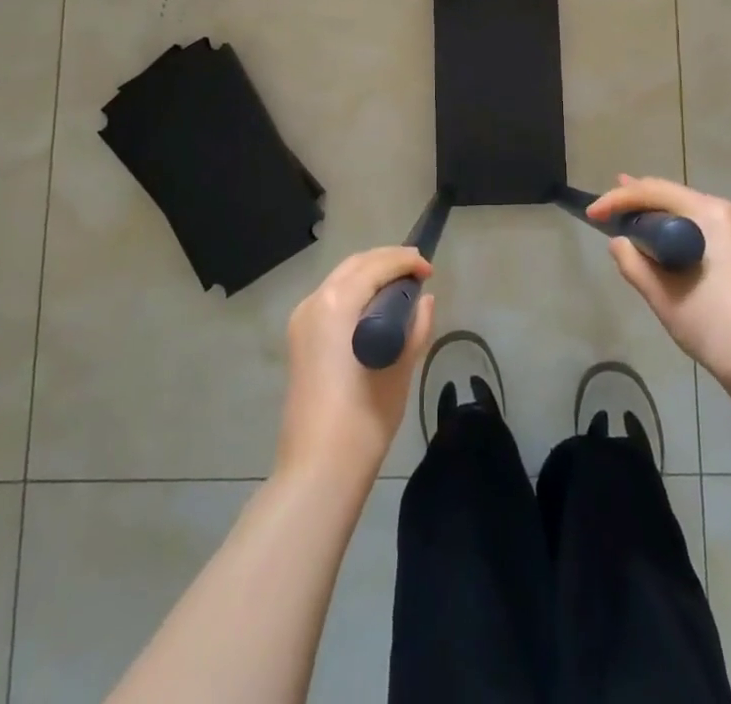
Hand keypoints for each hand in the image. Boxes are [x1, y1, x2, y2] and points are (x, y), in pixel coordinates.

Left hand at [276, 247, 434, 486]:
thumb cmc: (364, 417)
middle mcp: (314, 302)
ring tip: (402, 286)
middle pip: (355, 265)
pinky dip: (355, 293)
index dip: (406, 261)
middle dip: (387, 261)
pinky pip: (330, 299)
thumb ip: (415, 326)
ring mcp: (302, 321)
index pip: (376, 265)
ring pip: (340, 279)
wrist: (318, 469)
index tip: (430, 269)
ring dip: (370, 274)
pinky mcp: (299, 339)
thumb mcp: (400, 368)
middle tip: (418, 271)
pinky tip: (376, 308)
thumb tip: (424, 300)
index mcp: (337, 303)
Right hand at [591, 176, 730, 399]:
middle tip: (607, 205)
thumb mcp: (666, 298)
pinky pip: (704, 232)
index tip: (591, 214)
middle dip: (638, 201)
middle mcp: (729, 214)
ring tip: (629, 216)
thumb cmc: (719, 329)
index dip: (618, 199)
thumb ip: (635, 265)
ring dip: (658, 218)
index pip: (655, 192)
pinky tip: (663, 243)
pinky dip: (678, 234)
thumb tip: (618, 242)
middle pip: (674, 197)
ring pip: (690, 215)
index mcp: (711, 215)